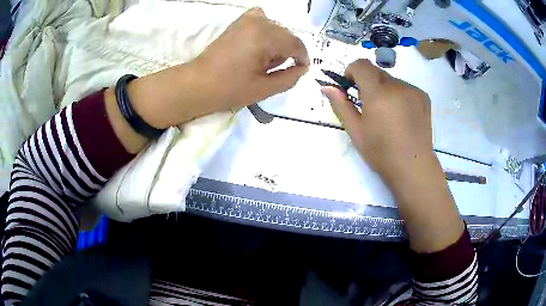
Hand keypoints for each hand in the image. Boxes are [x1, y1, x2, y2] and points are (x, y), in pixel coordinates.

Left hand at [127, 7, 308, 128]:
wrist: (199, 83)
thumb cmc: (230, 88)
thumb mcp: (265, 88)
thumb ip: (289, 78)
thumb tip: (302, 68)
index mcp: (266, 37)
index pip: (296, 44)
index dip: (302, 58)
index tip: (299, 70)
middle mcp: (259, 22)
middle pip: (286, 35)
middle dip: (286, 52)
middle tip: (273, 69)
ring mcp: (247, 19)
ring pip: (275, 28)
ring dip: (276, 42)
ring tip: (262, 59)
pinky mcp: (238, 22)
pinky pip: (261, 19)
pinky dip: (265, 29)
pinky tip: (259, 42)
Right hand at [322, 59, 463, 252]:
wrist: (413, 167)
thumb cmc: (381, 152)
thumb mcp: (356, 131)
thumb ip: (341, 105)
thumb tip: (326, 87)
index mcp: (377, 93)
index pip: (361, 65)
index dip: (352, 71)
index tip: (351, 87)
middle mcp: (397, 86)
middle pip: (376, 72)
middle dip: (368, 83)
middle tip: (370, 107)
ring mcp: (413, 90)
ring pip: (391, 80)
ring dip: (385, 90)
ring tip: (388, 115)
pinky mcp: (423, 96)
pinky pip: (405, 88)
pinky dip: (399, 95)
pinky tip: (402, 116)